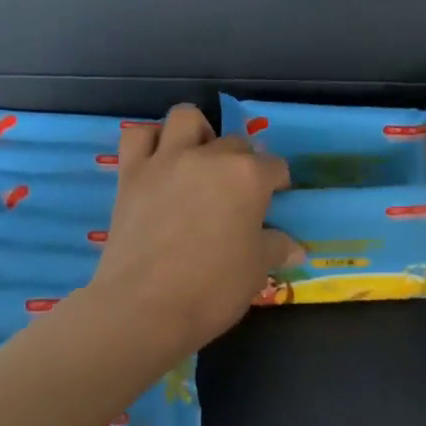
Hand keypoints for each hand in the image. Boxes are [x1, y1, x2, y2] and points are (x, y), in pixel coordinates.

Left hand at [90, 105, 301, 352]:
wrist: (145, 307)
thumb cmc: (212, 289)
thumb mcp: (256, 270)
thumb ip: (275, 248)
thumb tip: (294, 247)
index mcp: (247, 177)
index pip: (274, 166)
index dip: (277, 183)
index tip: (274, 200)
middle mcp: (208, 157)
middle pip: (234, 143)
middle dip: (242, 162)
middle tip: (237, 193)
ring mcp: (166, 160)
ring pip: (185, 118)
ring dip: (197, 133)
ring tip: (199, 161)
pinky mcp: (131, 173)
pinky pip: (137, 135)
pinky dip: (150, 141)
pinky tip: (158, 162)